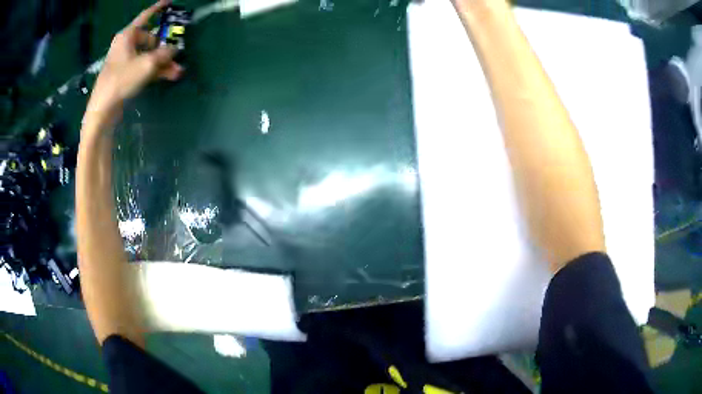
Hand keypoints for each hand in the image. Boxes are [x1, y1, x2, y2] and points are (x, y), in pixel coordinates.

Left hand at [84, 0, 182, 124]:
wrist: (103, 109)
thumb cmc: (122, 80)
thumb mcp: (147, 64)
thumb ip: (164, 54)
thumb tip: (175, 48)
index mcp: (128, 35)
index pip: (146, 16)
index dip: (158, 8)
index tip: (169, 2)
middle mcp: (126, 45)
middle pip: (150, 40)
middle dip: (165, 48)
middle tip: (177, 56)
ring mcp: (125, 60)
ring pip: (149, 56)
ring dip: (163, 63)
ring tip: (177, 72)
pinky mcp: (125, 74)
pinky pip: (143, 67)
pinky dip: (155, 71)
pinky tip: (168, 76)